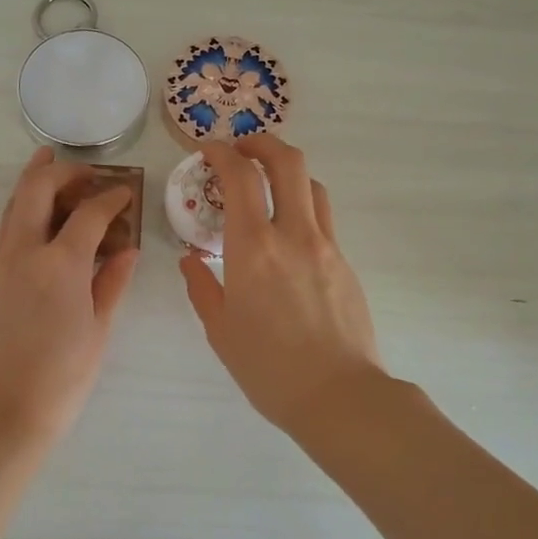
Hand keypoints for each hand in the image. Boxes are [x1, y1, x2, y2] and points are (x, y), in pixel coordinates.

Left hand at [0, 149, 138, 443]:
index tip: (125, 192)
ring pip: (12, 208)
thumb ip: (112, 283)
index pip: (89, 212)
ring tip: (52, 170)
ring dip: (34, 185)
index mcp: (60, 264)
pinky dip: (24, 217)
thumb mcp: (97, 331)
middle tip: (84, 170)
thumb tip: (126, 249)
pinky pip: (5, 235)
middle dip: (61, 171)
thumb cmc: (60, 379)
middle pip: (36, 190)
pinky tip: (41, 228)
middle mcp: (23, 253)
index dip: (111, 196)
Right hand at [179, 134, 382, 432]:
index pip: (240, 177)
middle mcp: (294, 234)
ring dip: (287, 172)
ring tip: (267, 186)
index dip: (222, 153)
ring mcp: (327, 246)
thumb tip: (191, 260)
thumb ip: (203, 287)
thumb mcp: (221, 330)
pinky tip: (288, 235)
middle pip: (288, 162)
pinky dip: (302, 207)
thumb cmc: (268, 368)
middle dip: (262, 143)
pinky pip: (323, 219)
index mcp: (254, 248)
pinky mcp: (346, 263)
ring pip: (312, 185)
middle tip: (242, 149)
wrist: (339, 396)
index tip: (207, 149)